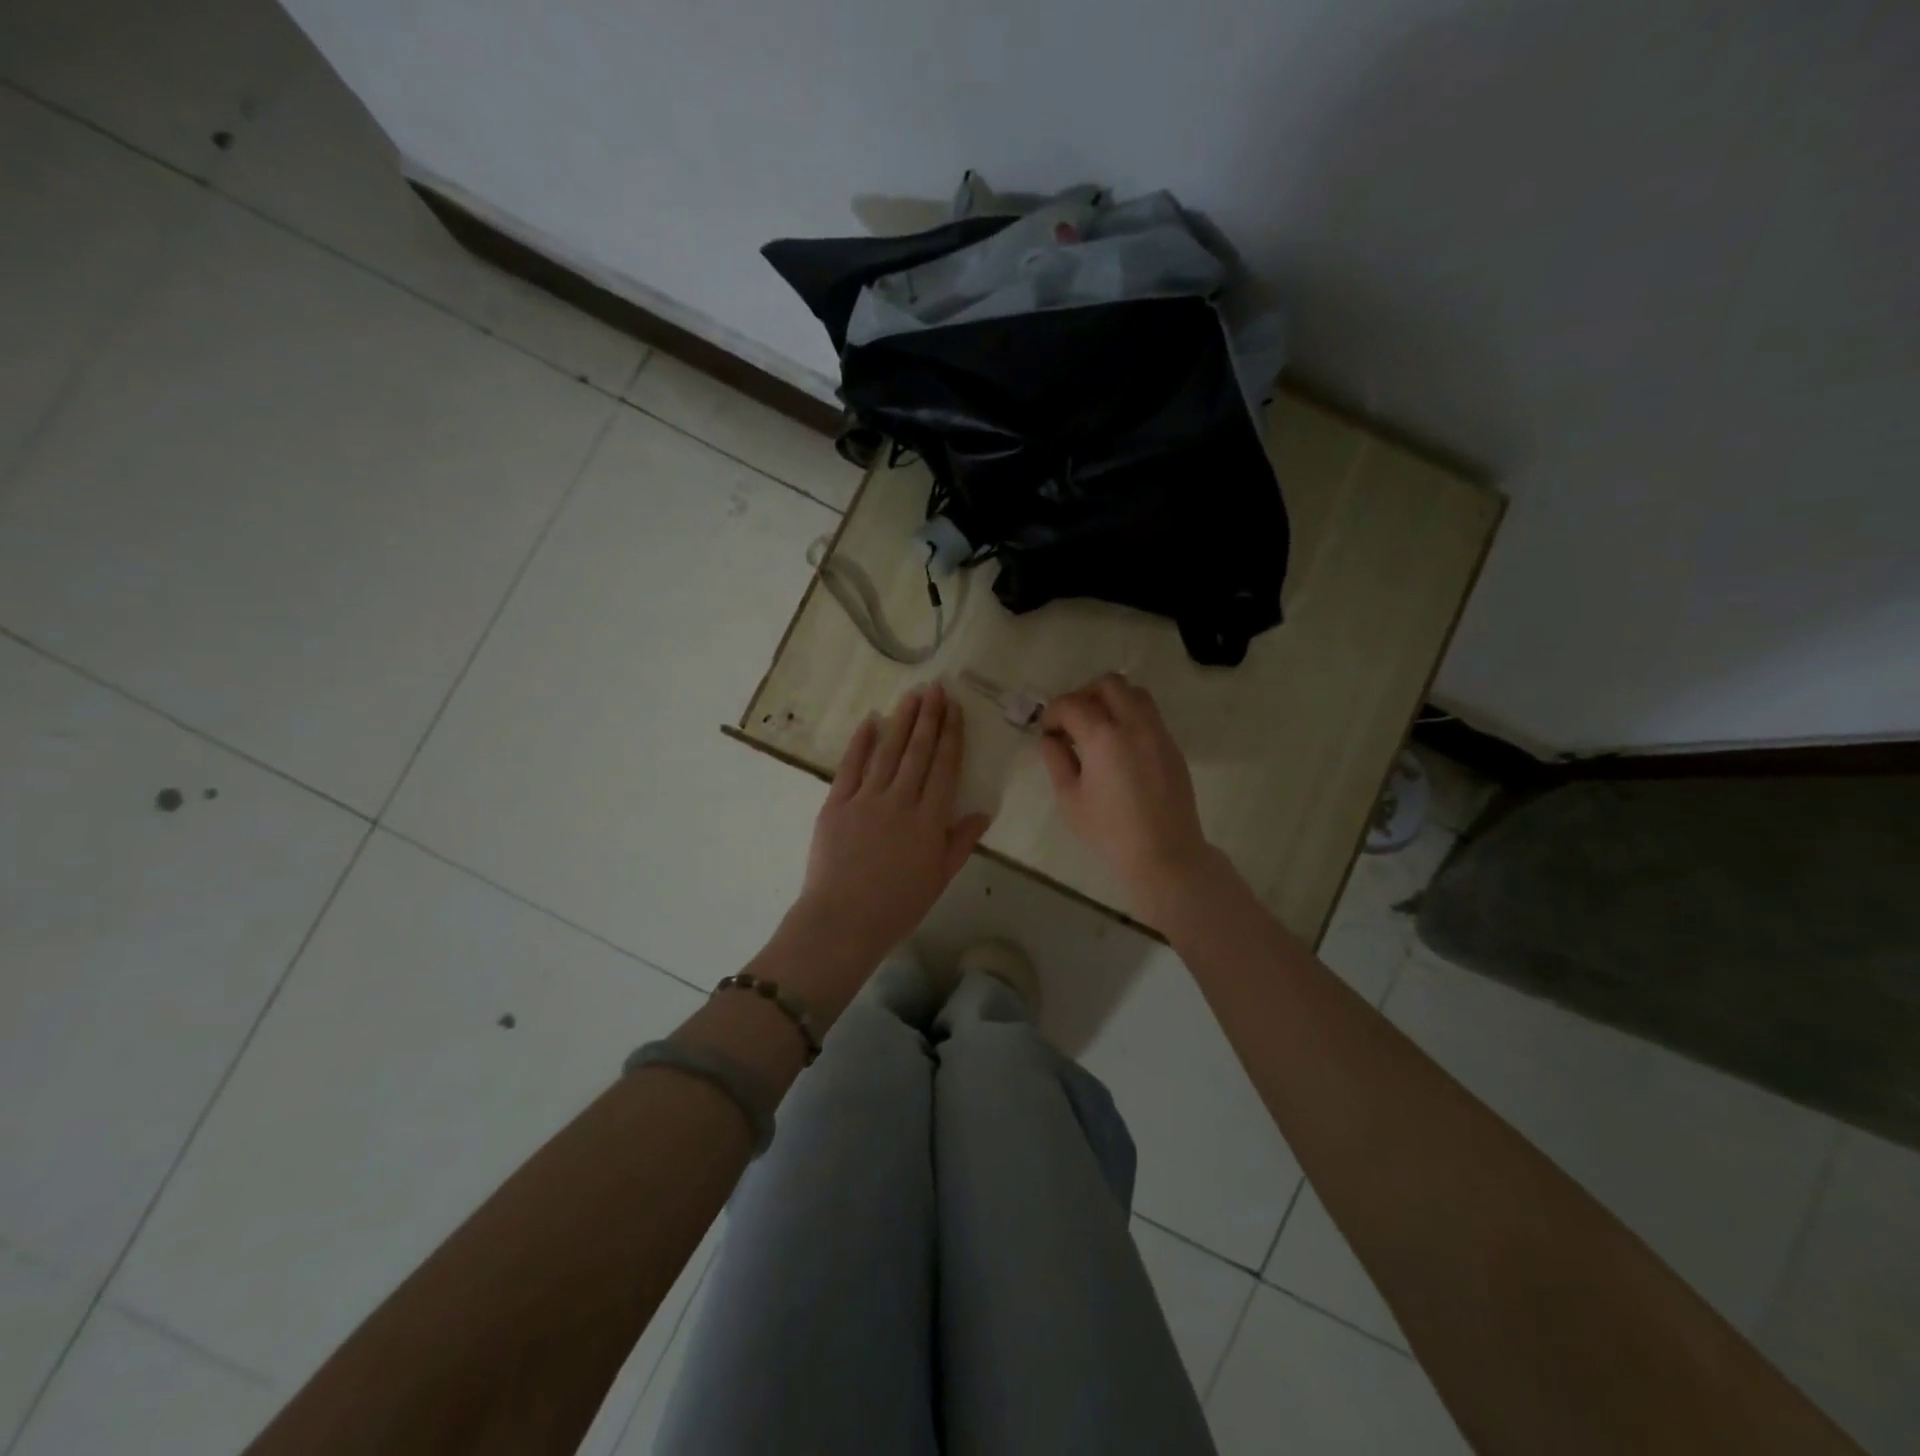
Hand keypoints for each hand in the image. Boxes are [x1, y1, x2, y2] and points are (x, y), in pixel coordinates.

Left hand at [794, 682, 989, 967]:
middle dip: (929, 717)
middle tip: (936, 689)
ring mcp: (865, 800)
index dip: (951, 735)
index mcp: (929, 820)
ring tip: (911, 696)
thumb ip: (960, 842)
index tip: (955, 709)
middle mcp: (900, 801)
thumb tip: (983, 812)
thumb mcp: (939, 878)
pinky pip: (850, 767)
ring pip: (887, 752)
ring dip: (901, 721)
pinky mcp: (836, 804)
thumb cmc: (897, 907)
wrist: (843, 922)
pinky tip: (870, 722)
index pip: (944, 768)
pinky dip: (860, 742)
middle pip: (917, 752)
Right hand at [1039, 674, 1223, 923]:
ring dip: (1111, 700)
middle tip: (1071, 722)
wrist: (1165, 854)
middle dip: (1084, 695)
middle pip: (1108, 684)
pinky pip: (1149, 714)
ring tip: (1097, 728)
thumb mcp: (1070, 799)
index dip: (1053, 712)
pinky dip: (1129, 716)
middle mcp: (1134, 724)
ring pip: (1135, 693)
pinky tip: (1118, 746)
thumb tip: (1051, 739)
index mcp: (1104, 737)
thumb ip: (1057, 761)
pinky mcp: (1172, 746)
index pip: (1072, 704)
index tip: (1047, 731)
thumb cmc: (1109, 832)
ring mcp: (1158, 733)